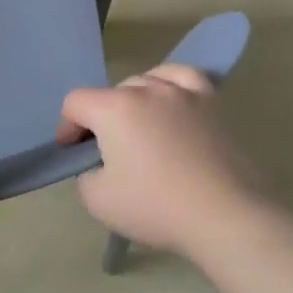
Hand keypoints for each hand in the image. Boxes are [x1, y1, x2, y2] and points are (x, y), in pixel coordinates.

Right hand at [57, 65, 259, 256]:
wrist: (226, 215)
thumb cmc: (157, 207)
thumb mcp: (98, 200)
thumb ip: (85, 176)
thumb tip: (97, 165)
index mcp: (114, 108)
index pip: (75, 102)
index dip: (67, 127)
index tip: (75, 154)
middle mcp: (146, 89)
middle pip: (111, 93)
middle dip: (102, 118)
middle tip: (108, 151)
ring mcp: (182, 92)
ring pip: (146, 81)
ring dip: (134, 101)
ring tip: (141, 128)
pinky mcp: (212, 102)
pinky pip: (183, 76)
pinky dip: (170, 83)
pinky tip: (171, 99)